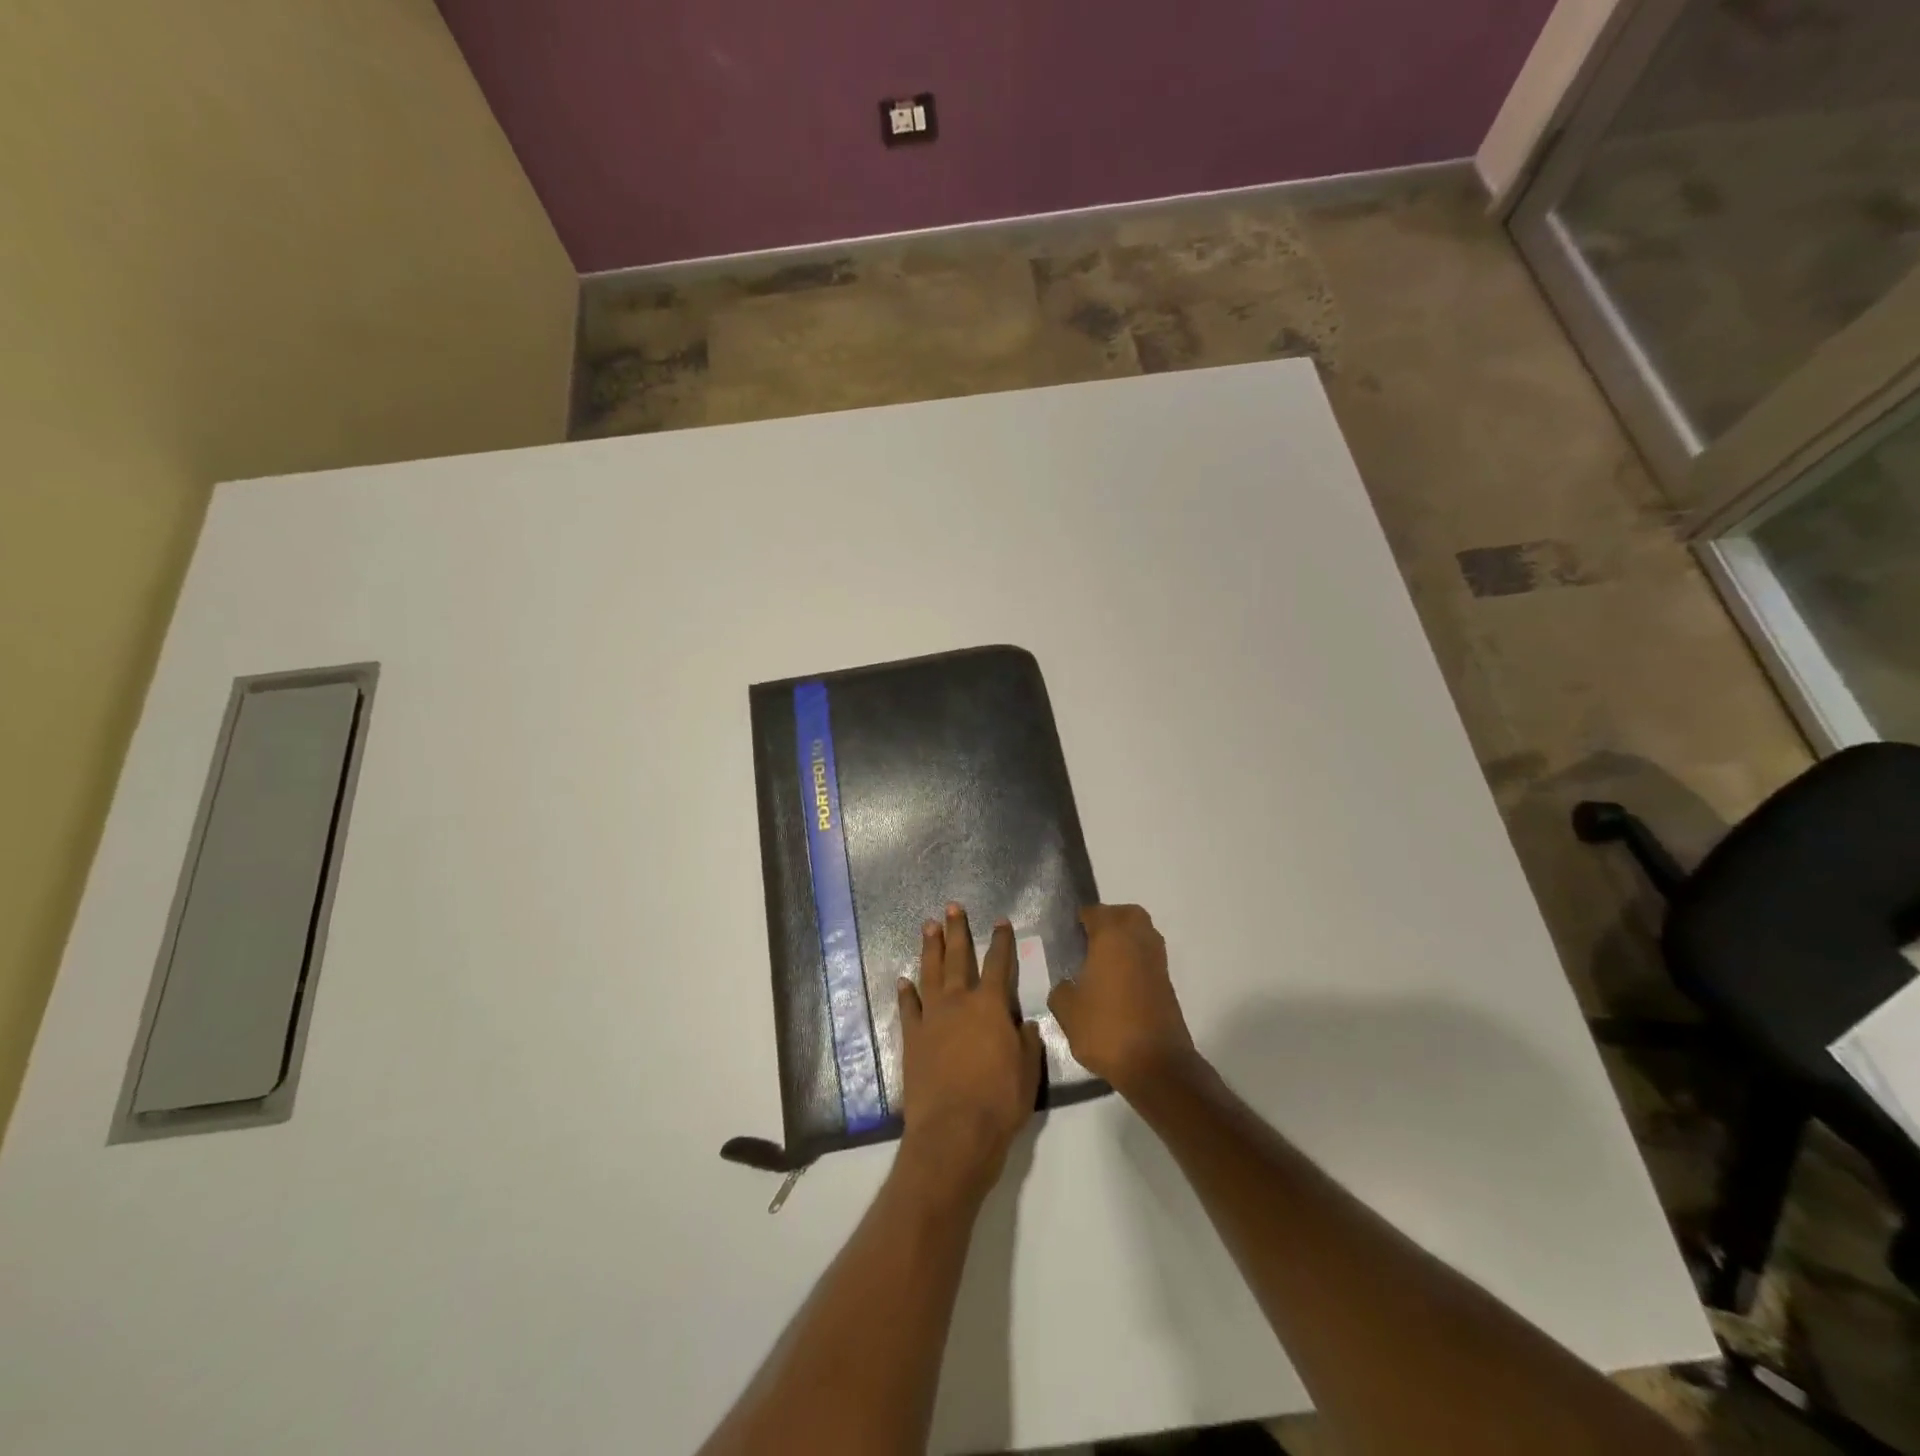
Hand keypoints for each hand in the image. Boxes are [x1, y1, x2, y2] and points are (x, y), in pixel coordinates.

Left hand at [895, 904, 1042, 1203]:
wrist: (954, 1132)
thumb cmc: (999, 1102)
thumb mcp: (1028, 1072)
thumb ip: (1028, 1043)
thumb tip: (1026, 1024)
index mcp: (991, 1006)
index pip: (999, 964)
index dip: (1002, 942)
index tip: (1001, 922)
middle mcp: (959, 1002)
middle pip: (958, 958)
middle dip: (957, 931)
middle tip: (952, 907)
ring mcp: (932, 1018)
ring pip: (930, 973)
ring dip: (930, 949)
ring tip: (928, 927)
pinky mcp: (912, 1038)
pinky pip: (908, 1008)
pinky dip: (906, 993)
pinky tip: (904, 980)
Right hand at [1048, 904, 1196, 1096]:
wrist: (1155, 1064)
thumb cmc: (1106, 1028)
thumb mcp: (1067, 1010)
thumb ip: (1061, 989)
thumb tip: (1069, 984)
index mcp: (1111, 936)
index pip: (1094, 912)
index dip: (1079, 921)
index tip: (1067, 937)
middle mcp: (1138, 939)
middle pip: (1126, 914)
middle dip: (1109, 921)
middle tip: (1089, 941)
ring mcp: (1157, 961)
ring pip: (1142, 934)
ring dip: (1125, 940)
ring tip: (1102, 963)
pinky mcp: (1167, 983)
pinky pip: (1148, 957)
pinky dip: (1134, 961)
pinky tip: (1117, 984)